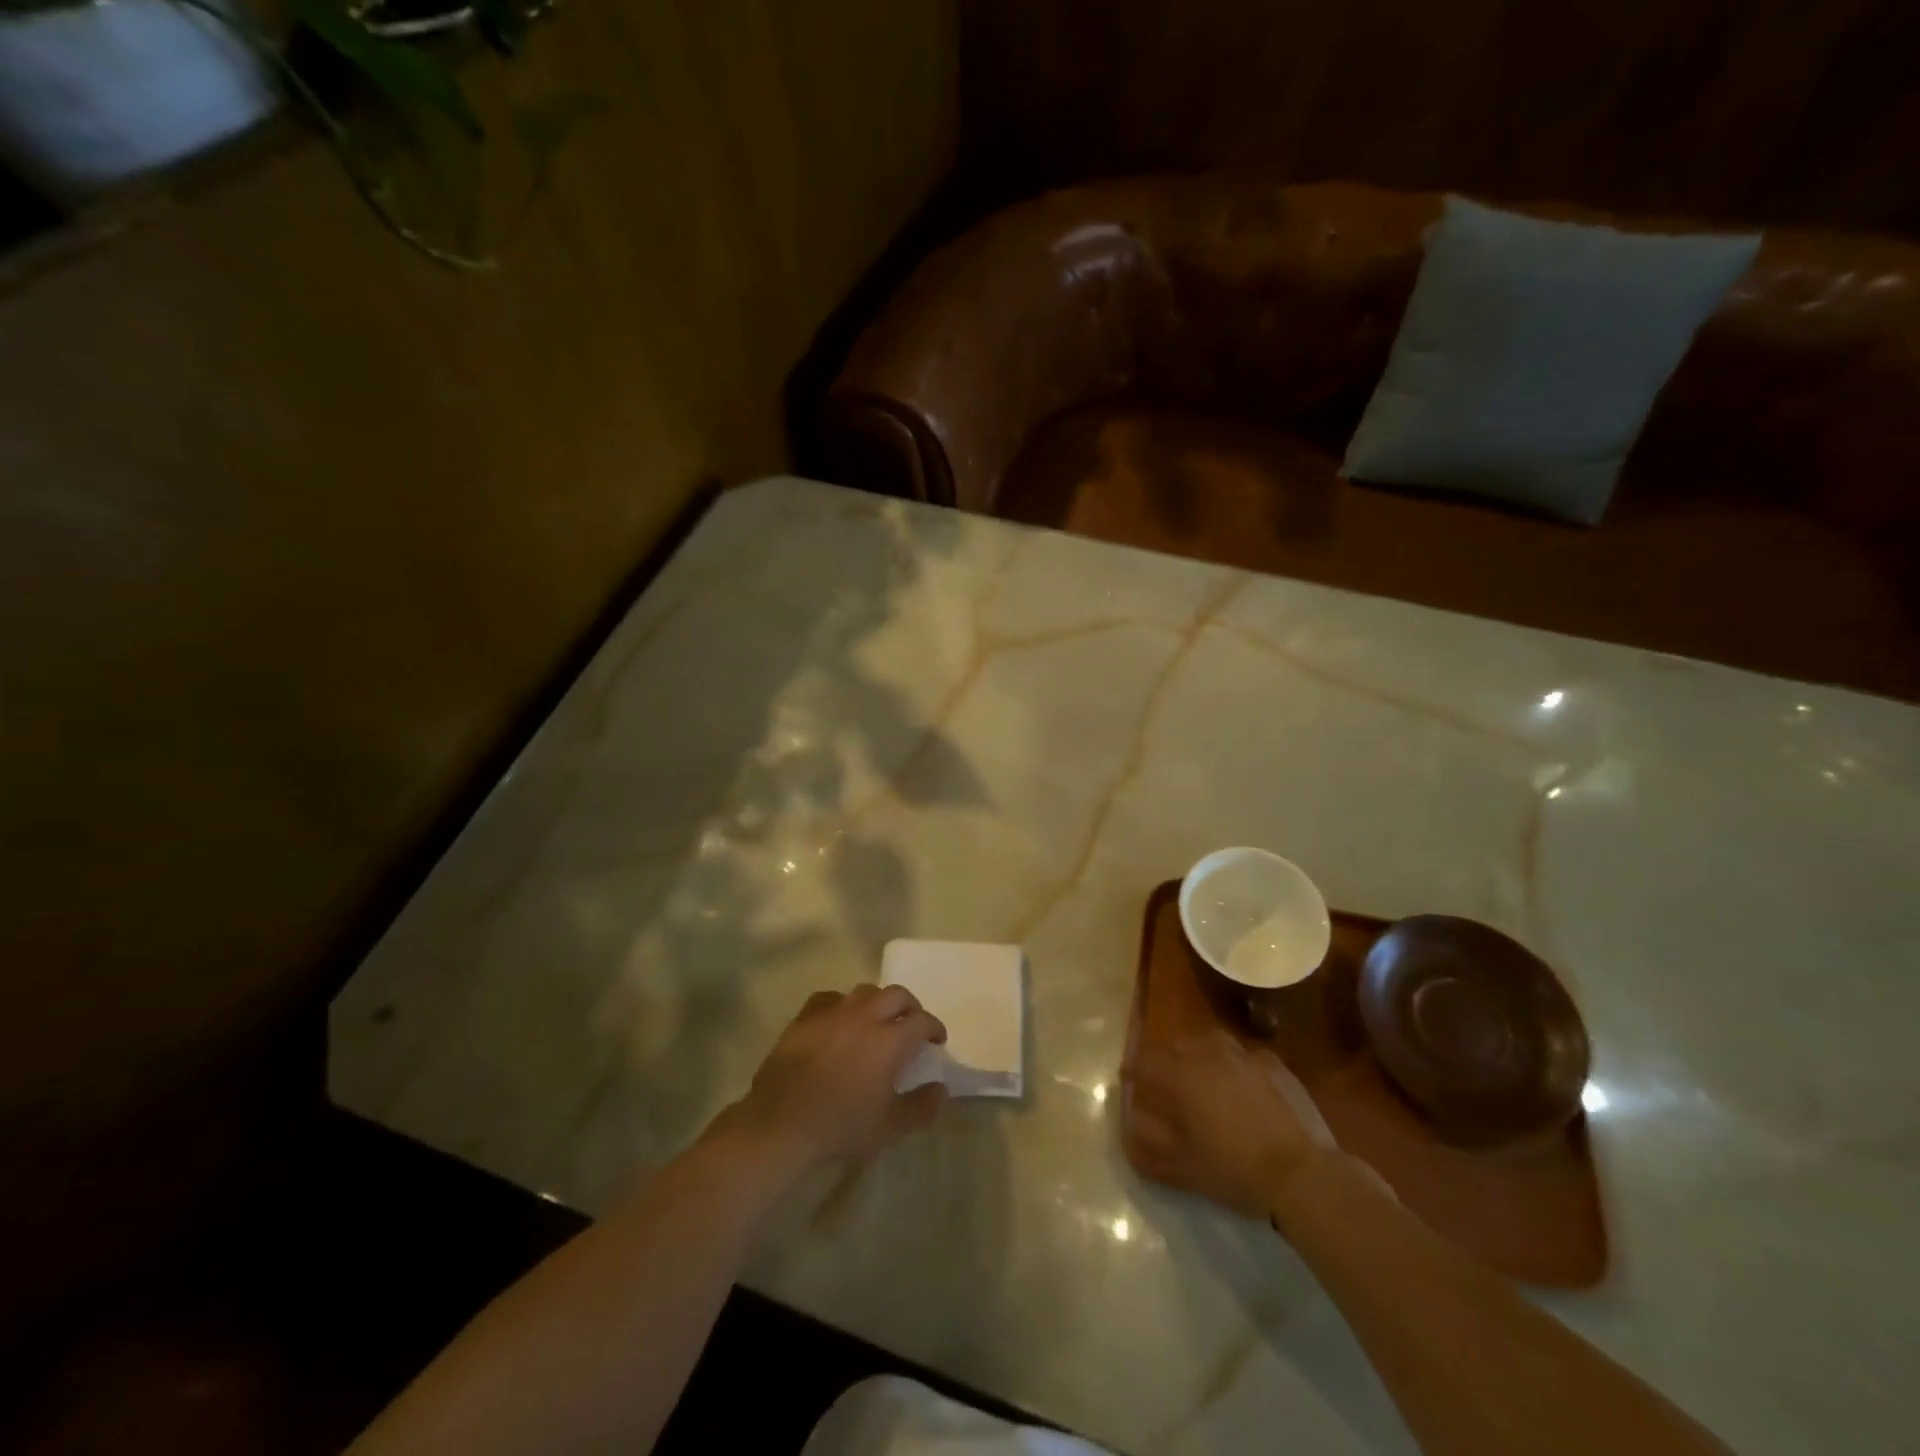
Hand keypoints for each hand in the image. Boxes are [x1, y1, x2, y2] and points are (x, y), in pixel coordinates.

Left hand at [721, 984, 948, 1176]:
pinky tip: (839, 1021)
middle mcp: (864, 1017)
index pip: (921, 1021)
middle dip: (910, 1006)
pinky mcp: (805, 1017)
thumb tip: (941, 1089)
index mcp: (889, 1041)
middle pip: (896, 995)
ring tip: (876, 1021)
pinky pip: (830, 998)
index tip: (936, 1041)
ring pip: (864, 992)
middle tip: (911, 1025)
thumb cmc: (839, 1127)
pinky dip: (842, 1005)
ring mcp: (832, 1013)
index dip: (934, 1028)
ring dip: (877, 1002)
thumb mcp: (888, 1127)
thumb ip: (920, 1107)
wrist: (780, 1125)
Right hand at [1124, 1030, 1338, 1218]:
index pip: (1144, 1062)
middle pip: (1175, 1048)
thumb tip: (1129, 1127)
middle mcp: (1207, 1053)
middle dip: (1167, 1065)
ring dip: (1201, 1060)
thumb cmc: (1233, 1169)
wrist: (1301, 1173)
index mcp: (1179, 1074)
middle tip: (1170, 1091)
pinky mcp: (1273, 1063)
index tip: (1132, 1086)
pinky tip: (1246, 1094)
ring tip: (1207, 1086)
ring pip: (1210, 1045)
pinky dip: (1237, 1069)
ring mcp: (1243, 1054)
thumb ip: (1146, 1144)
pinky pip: (1244, 1058)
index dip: (1134, 1074)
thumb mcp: (1181, 1166)